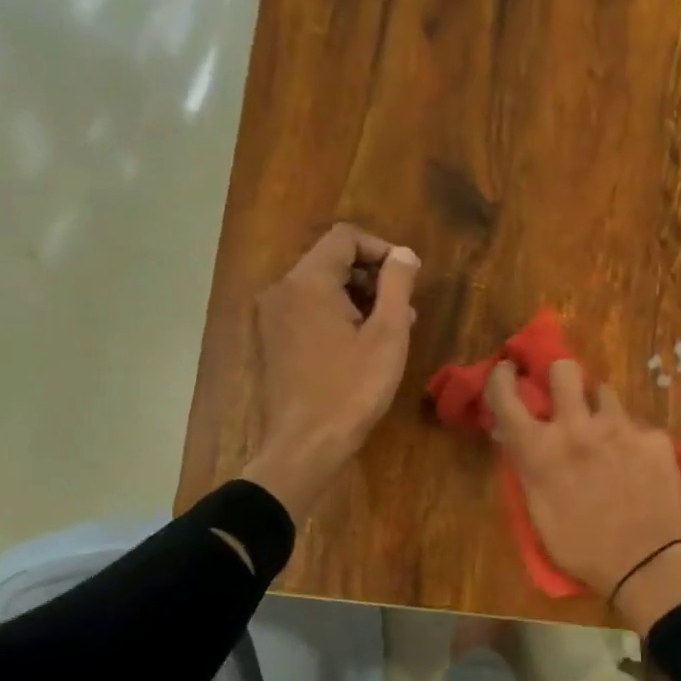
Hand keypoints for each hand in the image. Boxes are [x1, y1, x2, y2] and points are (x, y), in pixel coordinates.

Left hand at [241, 224, 418, 519]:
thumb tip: (404, 254)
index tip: (408, 279)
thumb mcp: (388, 334)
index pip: (345, 237)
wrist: (306, 443)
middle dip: (372, 276)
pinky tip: (361, 346)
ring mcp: (272, 316)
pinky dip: (336, 315)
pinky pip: (308, 310)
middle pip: (331, 260)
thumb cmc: (353, 388)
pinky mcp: (272, 340)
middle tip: (404, 308)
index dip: (382, 250)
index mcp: (307, 281)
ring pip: (320, 286)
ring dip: (357, 297)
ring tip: (390, 329)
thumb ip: (397, 285)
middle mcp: (281, 290)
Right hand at [487, 358, 680, 631]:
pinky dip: (633, 441)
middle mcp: (577, 427)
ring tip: (607, 437)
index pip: (507, 396)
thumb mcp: (538, 510)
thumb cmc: (580, 547)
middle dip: (561, 377)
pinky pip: (637, 426)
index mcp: (540, 449)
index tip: (509, 370)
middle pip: (564, 370)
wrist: (644, 564)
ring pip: (605, 394)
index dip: (502, 377)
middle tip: (567, 395)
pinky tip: (638, 466)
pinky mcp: (654, 437)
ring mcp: (620, 428)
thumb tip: (520, 438)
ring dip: (600, 410)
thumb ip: (530, 466)